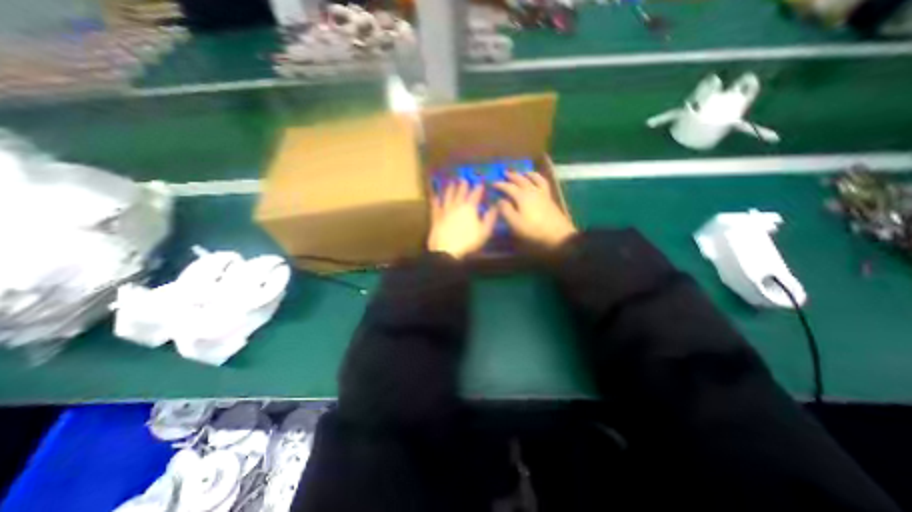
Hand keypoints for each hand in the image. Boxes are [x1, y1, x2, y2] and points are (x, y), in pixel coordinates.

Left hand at [429, 180, 497, 258]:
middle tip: (463, 179)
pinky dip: (435, 200)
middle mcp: (457, 206)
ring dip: (449, 189)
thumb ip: (490, 218)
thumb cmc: (468, 241)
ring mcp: (445, 210)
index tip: (480, 183)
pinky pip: (435, 206)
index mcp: (470, 208)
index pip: (475, 195)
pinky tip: (435, 196)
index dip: (478, 189)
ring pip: (447, 197)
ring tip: (450, 183)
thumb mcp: (484, 231)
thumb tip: (495, 207)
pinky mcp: (436, 217)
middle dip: (463, 185)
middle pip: (460, 193)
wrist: (447, 249)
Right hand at [491, 170, 575, 247]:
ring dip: (526, 174)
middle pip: (521, 179)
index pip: (508, 187)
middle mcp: (532, 190)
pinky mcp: (549, 198)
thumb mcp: (515, 223)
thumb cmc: (533, 229)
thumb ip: (505, 210)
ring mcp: (542, 193)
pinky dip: (538, 178)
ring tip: (523, 173)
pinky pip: (543, 182)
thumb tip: (500, 200)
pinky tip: (537, 181)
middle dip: (512, 176)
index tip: (492, 183)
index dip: (500, 184)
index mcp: (521, 196)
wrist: (557, 234)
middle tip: (505, 173)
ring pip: (534, 178)